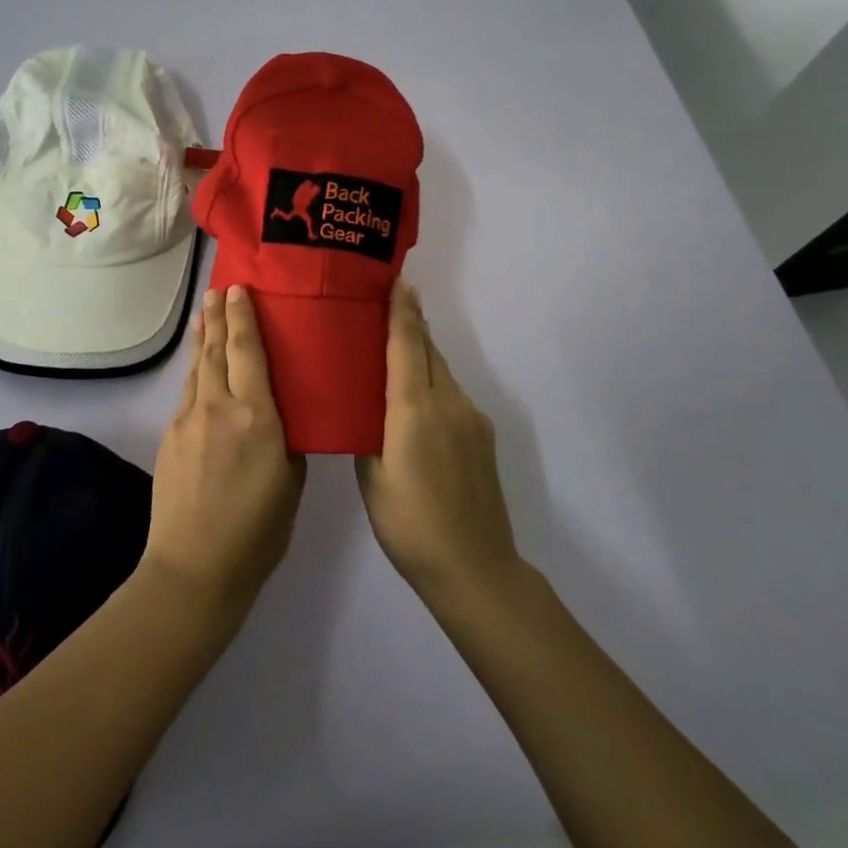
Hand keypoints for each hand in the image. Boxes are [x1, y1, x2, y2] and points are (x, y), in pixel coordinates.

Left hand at [143, 286, 305, 616]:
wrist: (194, 567)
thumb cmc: (257, 531)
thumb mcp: (290, 482)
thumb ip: (286, 441)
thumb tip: (277, 419)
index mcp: (256, 416)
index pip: (248, 351)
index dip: (243, 317)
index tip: (239, 288)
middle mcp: (218, 407)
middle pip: (218, 350)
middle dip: (219, 316)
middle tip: (219, 288)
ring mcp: (188, 420)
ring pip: (198, 368)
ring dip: (204, 337)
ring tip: (206, 312)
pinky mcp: (170, 437)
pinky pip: (188, 392)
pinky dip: (196, 370)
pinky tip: (199, 368)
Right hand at [357, 281, 519, 603]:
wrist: (475, 567)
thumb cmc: (409, 524)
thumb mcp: (372, 477)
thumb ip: (368, 433)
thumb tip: (364, 410)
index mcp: (414, 409)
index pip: (407, 345)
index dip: (401, 310)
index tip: (397, 280)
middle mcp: (448, 402)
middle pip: (428, 350)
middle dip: (411, 324)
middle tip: (388, 302)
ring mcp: (471, 418)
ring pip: (442, 372)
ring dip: (422, 354)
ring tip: (396, 348)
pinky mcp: (483, 436)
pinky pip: (452, 395)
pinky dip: (433, 383)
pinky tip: (418, 401)